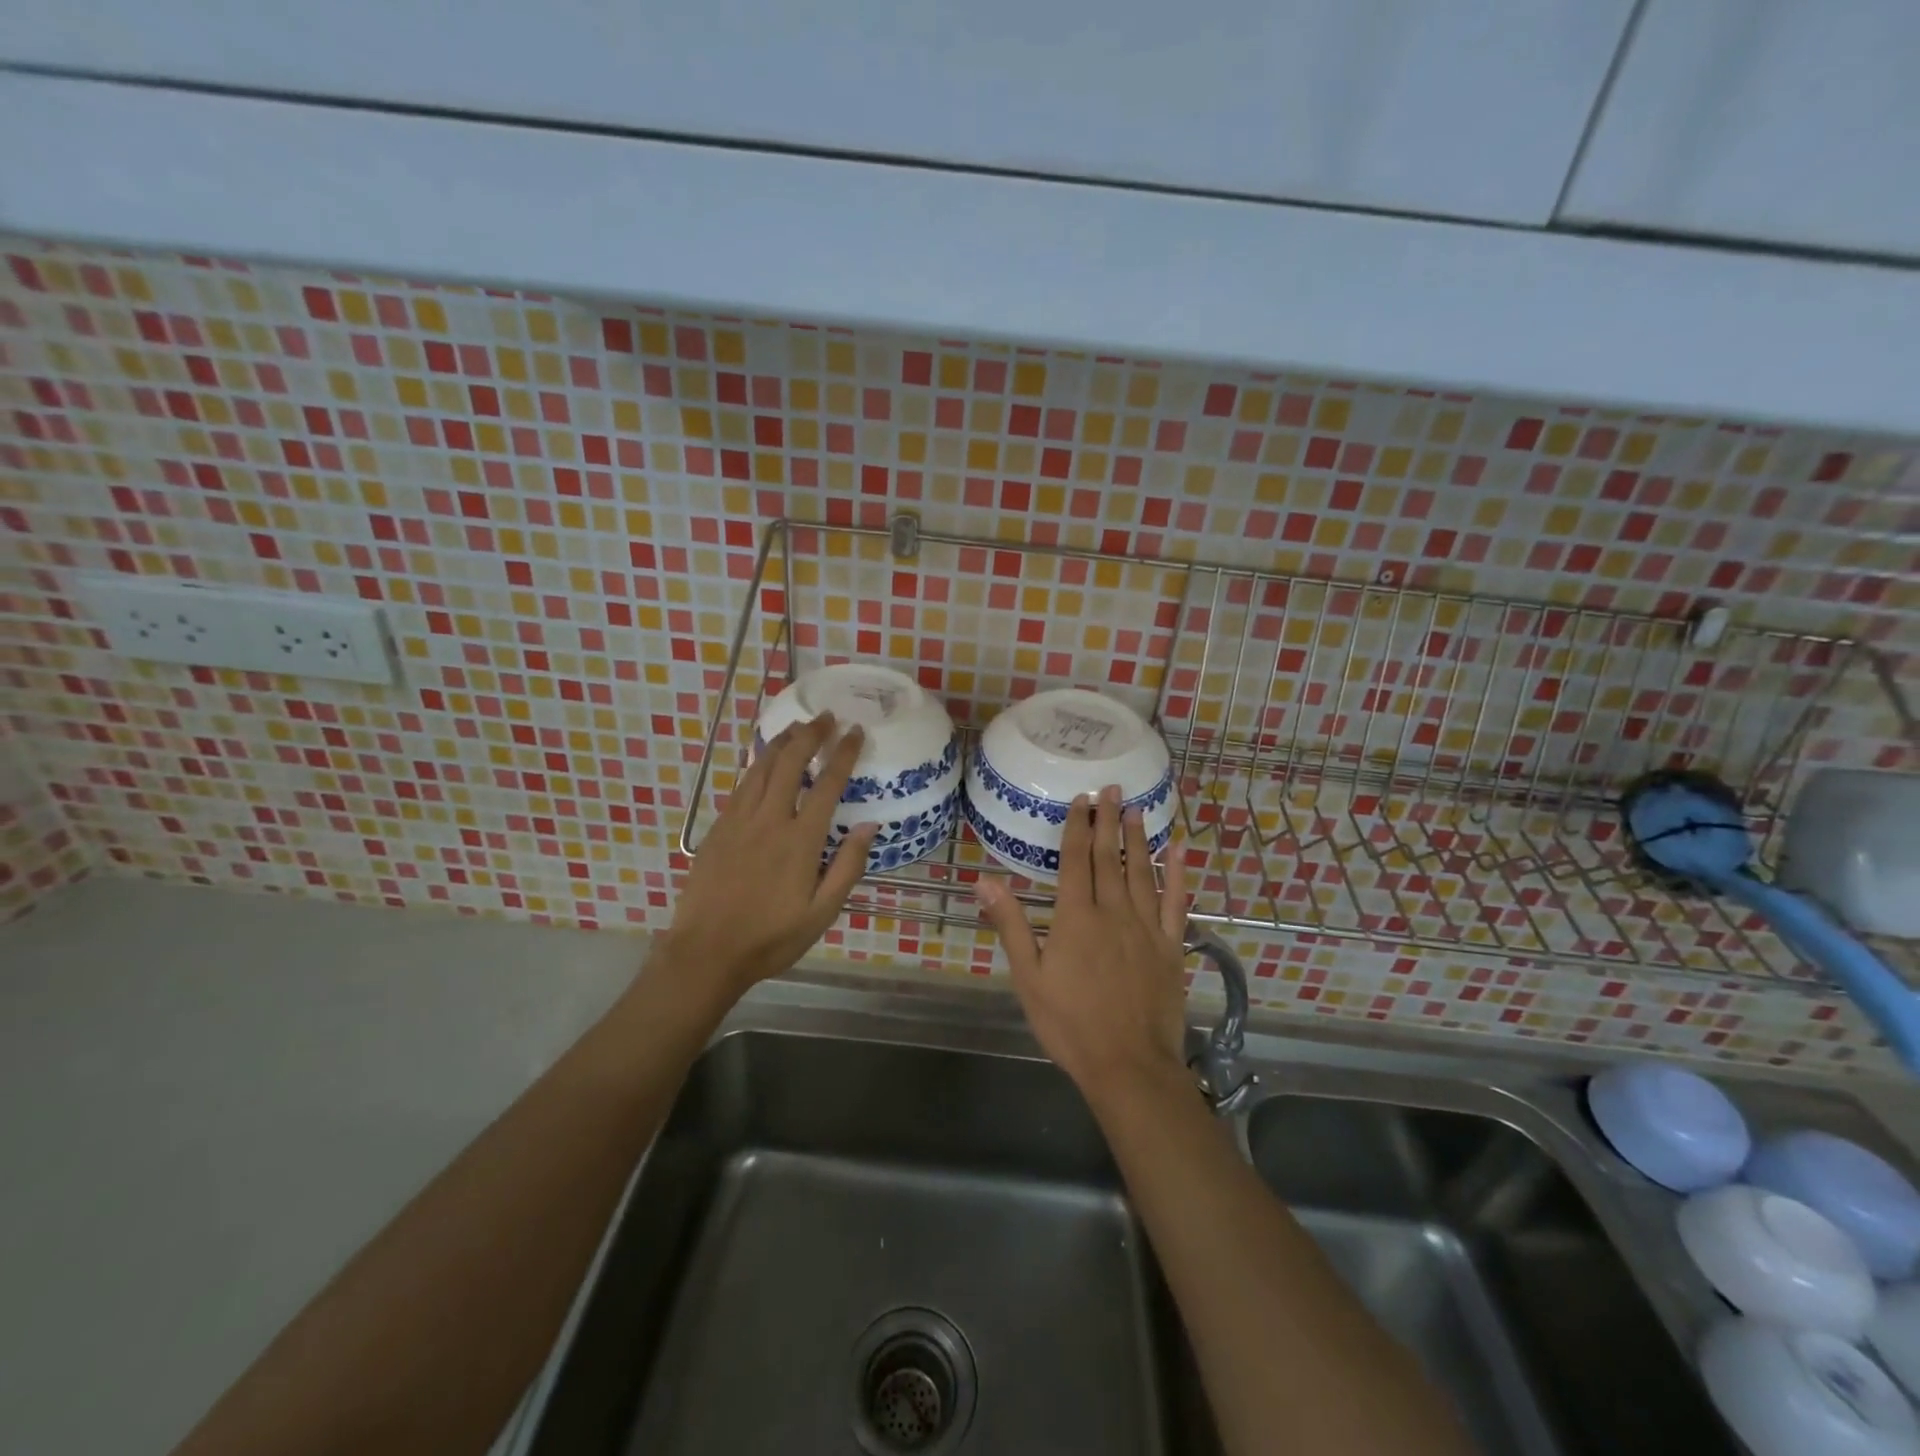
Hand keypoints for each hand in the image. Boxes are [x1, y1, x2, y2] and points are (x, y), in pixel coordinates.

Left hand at [654, 713, 876, 1002]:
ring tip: (796, 726)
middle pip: (789, 763)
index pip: (826, 784)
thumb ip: (848, 867)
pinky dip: (757, 765)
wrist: (705, 953)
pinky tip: (763, 762)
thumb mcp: (822, 913)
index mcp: (800, 840)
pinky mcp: (718, 829)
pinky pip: (741, 786)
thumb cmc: (771, 938)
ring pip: (760, 768)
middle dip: (810, 734)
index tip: (856, 731)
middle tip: (826, 716)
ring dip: (781, 742)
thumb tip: (869, 825)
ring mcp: (738, 822)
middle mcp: (768, 820)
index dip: (843, 753)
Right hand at [976, 785, 1191, 1102]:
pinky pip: (1177, 904)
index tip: (1082, 798)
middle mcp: (1113, 911)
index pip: (1076, 859)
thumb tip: (985, 881)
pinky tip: (1179, 853)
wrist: (1128, 1065)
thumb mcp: (1028, 977)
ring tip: (1138, 809)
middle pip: (1109, 857)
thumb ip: (1011, 925)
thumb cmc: (1070, 1023)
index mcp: (1076, 916)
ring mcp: (1147, 928)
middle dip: (1109, 820)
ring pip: (1142, 872)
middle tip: (1113, 788)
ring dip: (1139, 838)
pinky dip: (1178, 876)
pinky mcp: (1171, 947)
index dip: (1078, 826)